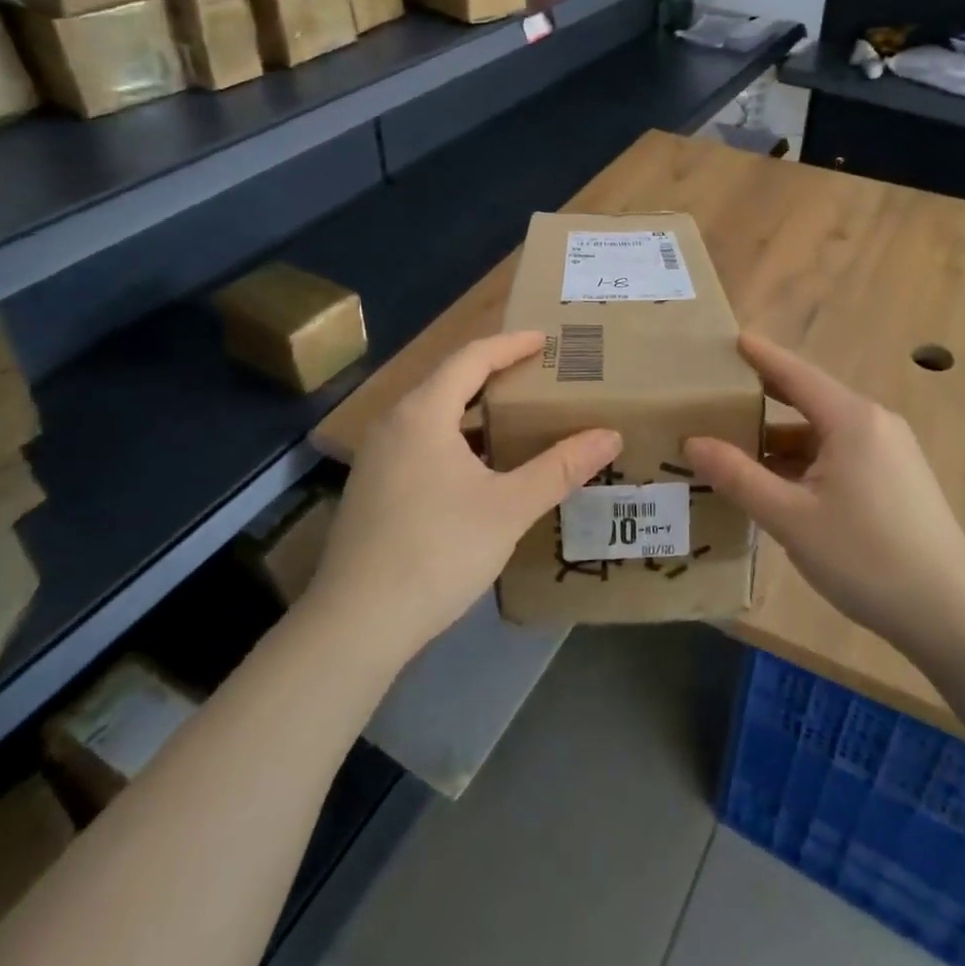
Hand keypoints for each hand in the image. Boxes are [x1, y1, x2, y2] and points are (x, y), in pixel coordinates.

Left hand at [312, 332, 621, 656]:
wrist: (354, 625)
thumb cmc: (437, 550)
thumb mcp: (510, 507)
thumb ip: (561, 468)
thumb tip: (610, 435)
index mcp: (423, 413)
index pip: (471, 358)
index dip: (510, 344)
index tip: (545, 339)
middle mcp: (393, 424)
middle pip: (449, 381)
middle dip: (494, 373)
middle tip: (537, 375)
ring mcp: (377, 458)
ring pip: (433, 416)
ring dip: (474, 410)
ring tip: (515, 418)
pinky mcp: (372, 490)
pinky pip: (421, 443)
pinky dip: (456, 440)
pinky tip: (480, 470)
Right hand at [683, 334, 964, 653]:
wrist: (951, 615)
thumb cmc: (866, 558)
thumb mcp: (791, 518)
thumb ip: (738, 476)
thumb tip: (692, 442)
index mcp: (852, 419)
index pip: (795, 373)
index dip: (761, 355)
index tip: (730, 338)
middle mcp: (875, 423)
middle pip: (810, 399)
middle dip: (765, 397)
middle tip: (720, 394)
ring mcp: (892, 451)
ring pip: (825, 432)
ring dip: (783, 438)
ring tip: (737, 448)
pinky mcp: (898, 479)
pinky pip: (842, 454)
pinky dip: (807, 460)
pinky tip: (781, 484)